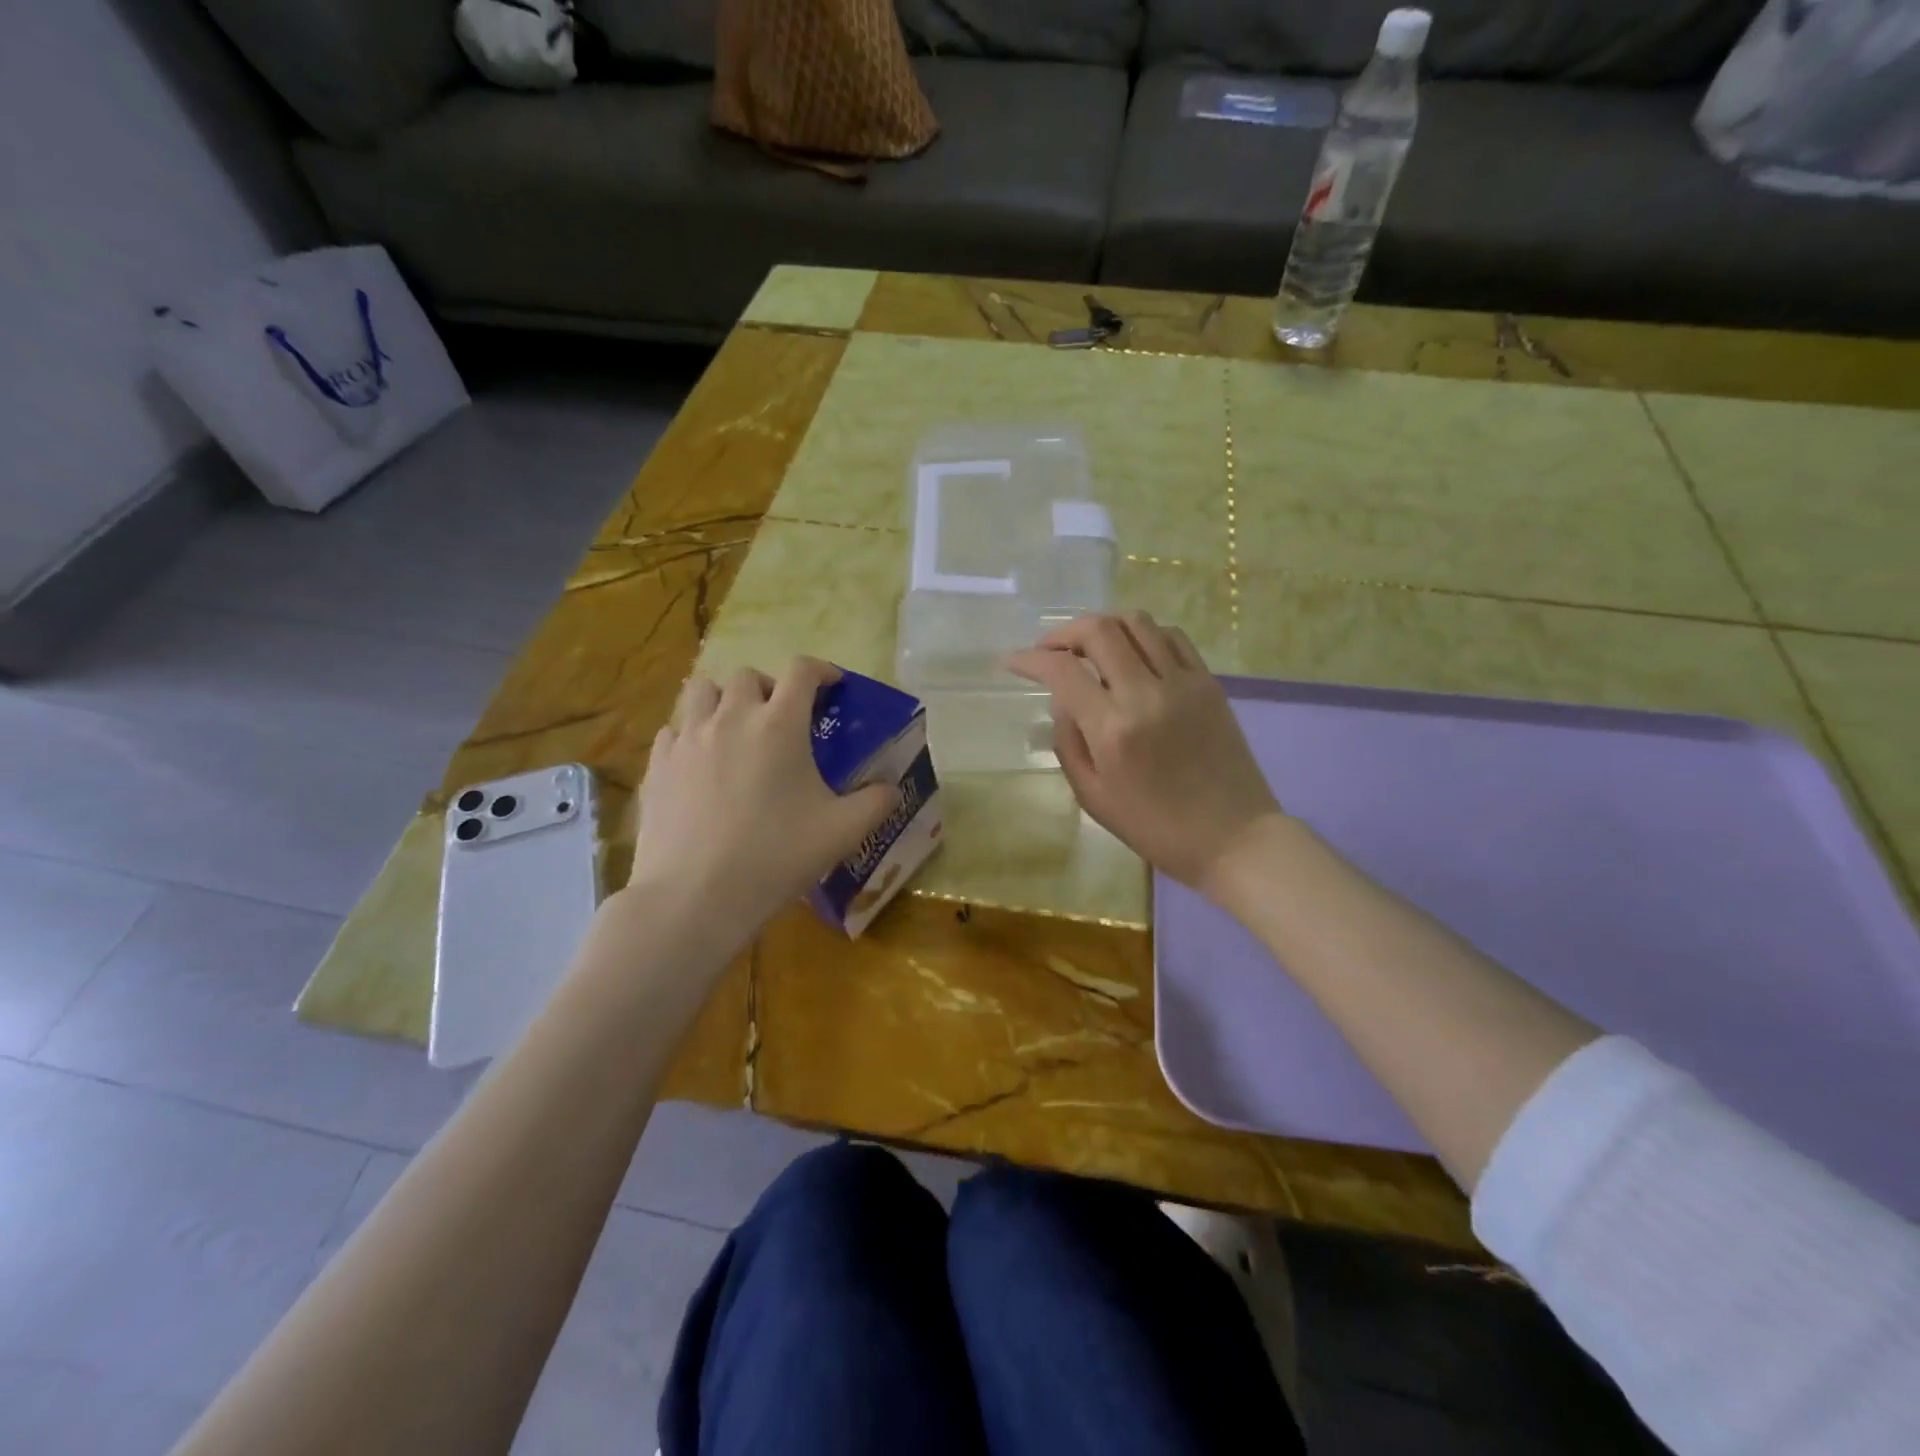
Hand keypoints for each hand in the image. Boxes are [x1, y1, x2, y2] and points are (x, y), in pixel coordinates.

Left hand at [626, 657, 897, 943]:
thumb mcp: (842, 832)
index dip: (822, 670)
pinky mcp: (657, 764)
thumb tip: (892, 789)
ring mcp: (687, 738)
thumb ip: (876, 803)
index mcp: (779, 724)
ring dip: (724, 699)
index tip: (833, 686)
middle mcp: (731, 717)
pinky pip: (674, 729)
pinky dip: (691, 733)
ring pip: (702, 691)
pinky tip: (701, 763)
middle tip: (783, 718)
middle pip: (748, 675)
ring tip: (736, 730)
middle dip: (770, 687)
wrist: (695, 895)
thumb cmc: (775, 856)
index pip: (802, 670)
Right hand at [1007, 613, 1282, 898]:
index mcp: (1113, 729)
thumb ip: (1068, 743)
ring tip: (1088, 647)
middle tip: (1049, 650)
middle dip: (1063, 632)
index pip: (1062, 671)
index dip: (1030, 660)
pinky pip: (1171, 637)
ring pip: (1137, 622)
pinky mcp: (1209, 683)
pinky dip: (1143, 634)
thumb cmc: (1156, 828)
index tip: (1014, 662)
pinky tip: (1131, 653)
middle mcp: (1147, 693)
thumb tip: (1063, 701)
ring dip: (1103, 625)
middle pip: (1099, 630)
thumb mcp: (1093, 797)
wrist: (1234, 837)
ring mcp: (1183, 683)